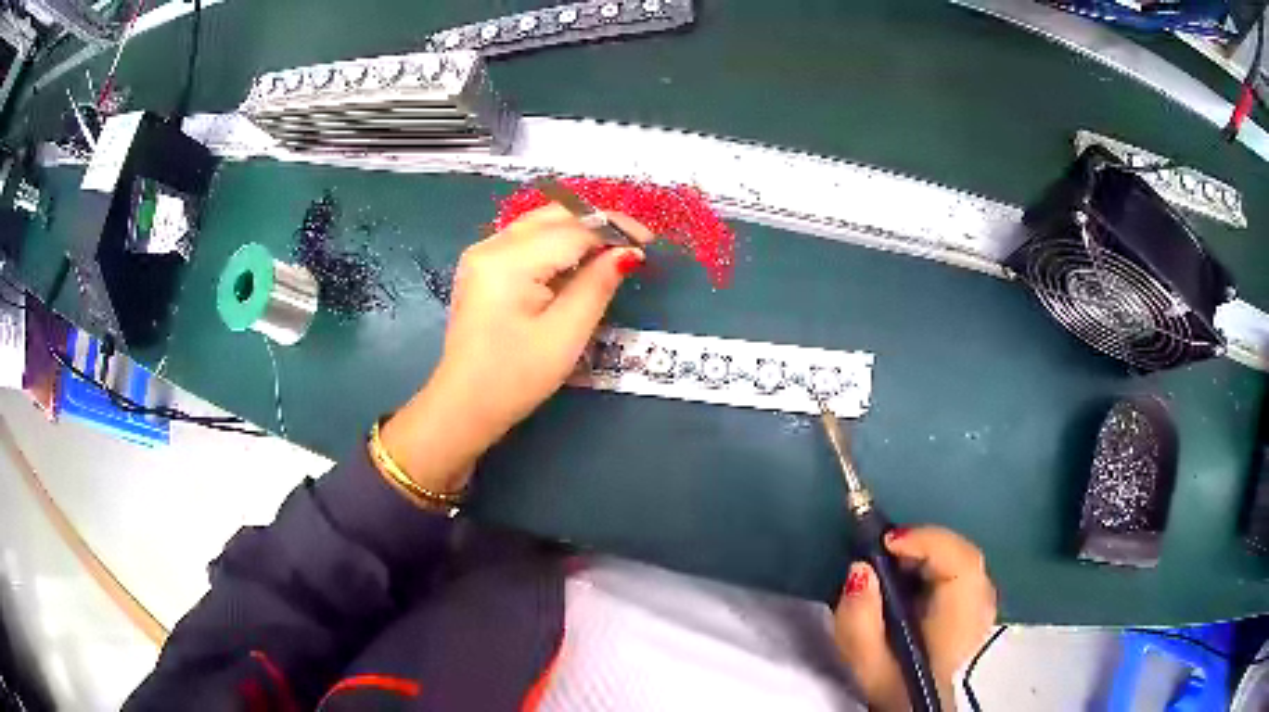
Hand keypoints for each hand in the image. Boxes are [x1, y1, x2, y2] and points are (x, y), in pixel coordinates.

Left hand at [381, 205, 653, 493]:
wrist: (464, 405)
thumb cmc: (516, 377)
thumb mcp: (566, 334)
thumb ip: (597, 285)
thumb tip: (627, 252)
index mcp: (509, 261)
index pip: (572, 229)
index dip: (613, 229)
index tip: (649, 241)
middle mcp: (491, 245)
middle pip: (553, 215)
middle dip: (596, 223)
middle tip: (633, 244)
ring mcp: (481, 254)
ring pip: (539, 223)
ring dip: (577, 230)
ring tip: (610, 251)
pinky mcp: (481, 267)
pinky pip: (525, 239)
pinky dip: (555, 243)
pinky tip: (576, 262)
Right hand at [833, 526, 996, 710]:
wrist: (920, 708)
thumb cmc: (895, 689)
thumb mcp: (866, 664)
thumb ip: (859, 619)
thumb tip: (860, 569)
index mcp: (959, 621)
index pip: (961, 563)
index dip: (927, 541)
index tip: (886, 542)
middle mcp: (981, 607)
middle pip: (962, 555)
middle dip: (922, 545)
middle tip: (882, 551)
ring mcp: (984, 605)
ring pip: (963, 560)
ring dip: (928, 554)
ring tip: (892, 564)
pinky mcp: (977, 606)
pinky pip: (962, 571)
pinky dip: (936, 565)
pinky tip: (911, 579)